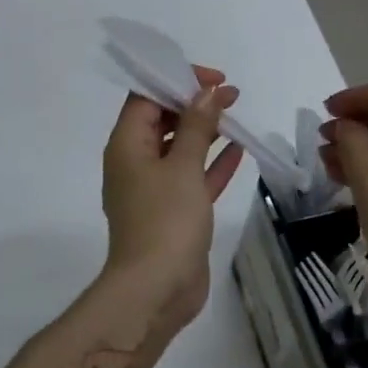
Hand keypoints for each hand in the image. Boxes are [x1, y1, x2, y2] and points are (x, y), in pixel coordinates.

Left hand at [101, 65, 244, 338]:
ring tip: (235, 113)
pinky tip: (240, 149)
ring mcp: (155, 189)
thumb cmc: (165, 220)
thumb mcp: (182, 166)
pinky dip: (213, 162)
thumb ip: (196, 126)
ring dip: (206, 130)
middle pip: (163, 119)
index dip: (176, 80)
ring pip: (181, 148)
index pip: (145, 97)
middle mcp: (136, 162)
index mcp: (127, 145)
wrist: (156, 289)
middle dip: (194, 103)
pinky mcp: (175, 211)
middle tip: (230, 94)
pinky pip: (194, 176)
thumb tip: (205, 92)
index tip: (211, 78)